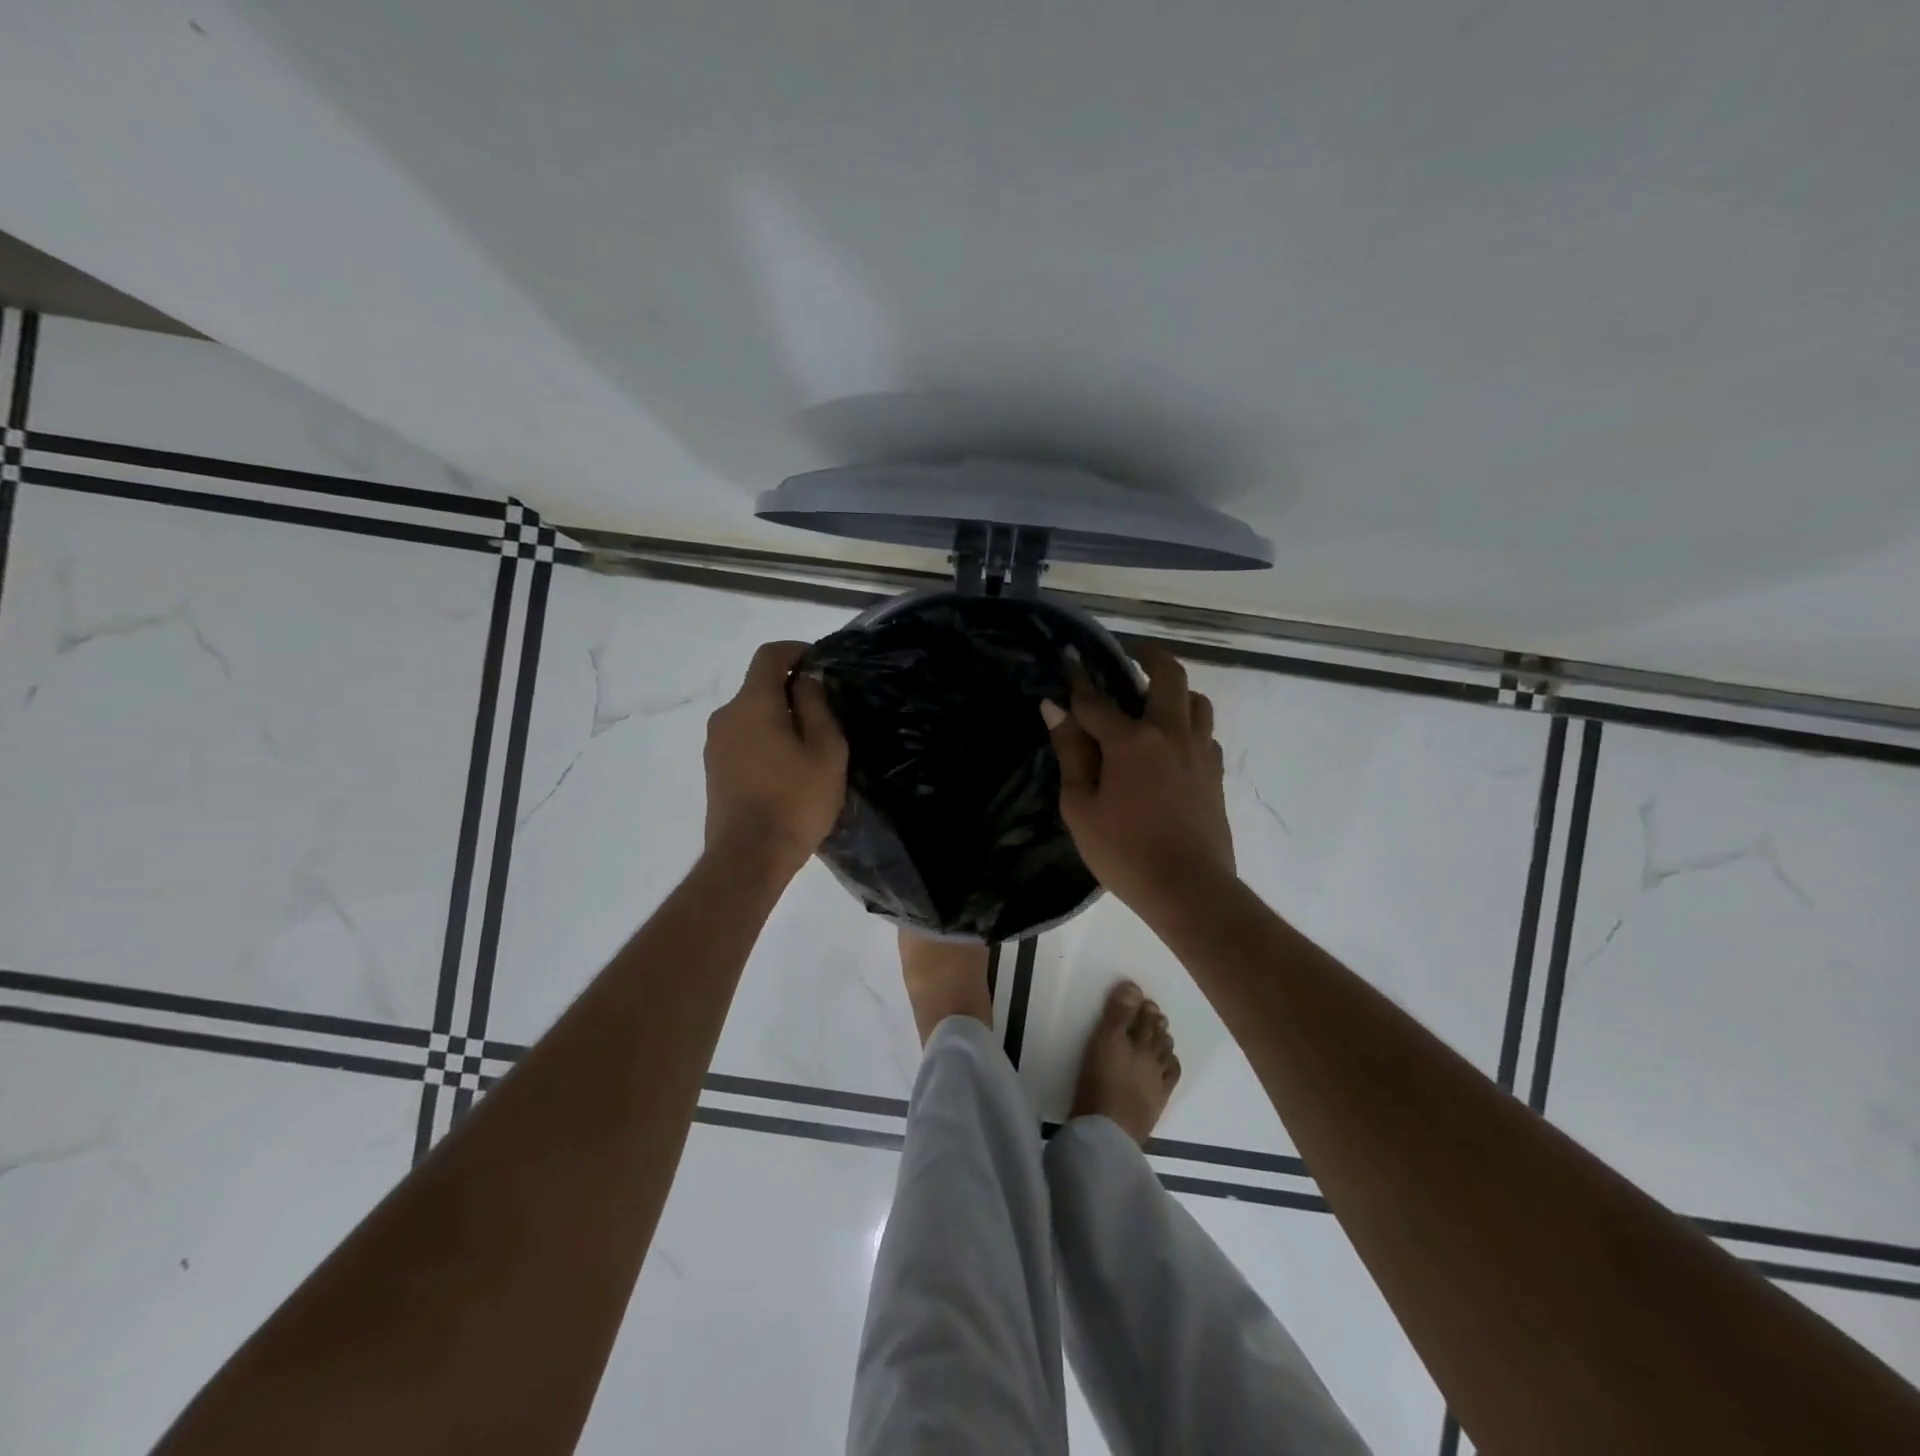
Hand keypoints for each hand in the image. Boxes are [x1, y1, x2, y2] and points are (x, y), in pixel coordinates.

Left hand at [703, 641, 847, 880]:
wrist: (748, 858)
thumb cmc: (795, 801)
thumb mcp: (825, 751)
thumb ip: (817, 707)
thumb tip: (807, 680)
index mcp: (752, 704)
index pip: (769, 656)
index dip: (796, 651)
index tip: (821, 664)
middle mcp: (726, 716)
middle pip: (759, 686)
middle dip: (792, 690)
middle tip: (827, 714)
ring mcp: (715, 745)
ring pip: (752, 715)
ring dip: (780, 719)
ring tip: (811, 746)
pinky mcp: (714, 770)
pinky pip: (744, 739)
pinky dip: (767, 740)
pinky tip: (789, 768)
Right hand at [1043, 640, 1234, 914]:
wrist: (1190, 890)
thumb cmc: (1124, 852)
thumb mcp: (1081, 806)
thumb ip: (1071, 753)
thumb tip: (1055, 709)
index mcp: (1132, 741)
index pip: (1097, 700)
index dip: (1078, 679)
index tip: (1068, 657)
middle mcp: (1171, 734)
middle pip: (1168, 675)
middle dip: (1146, 655)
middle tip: (1128, 653)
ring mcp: (1200, 752)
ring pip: (1196, 700)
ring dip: (1175, 689)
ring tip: (1152, 699)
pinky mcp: (1215, 774)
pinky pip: (1205, 733)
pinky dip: (1188, 724)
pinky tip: (1171, 744)